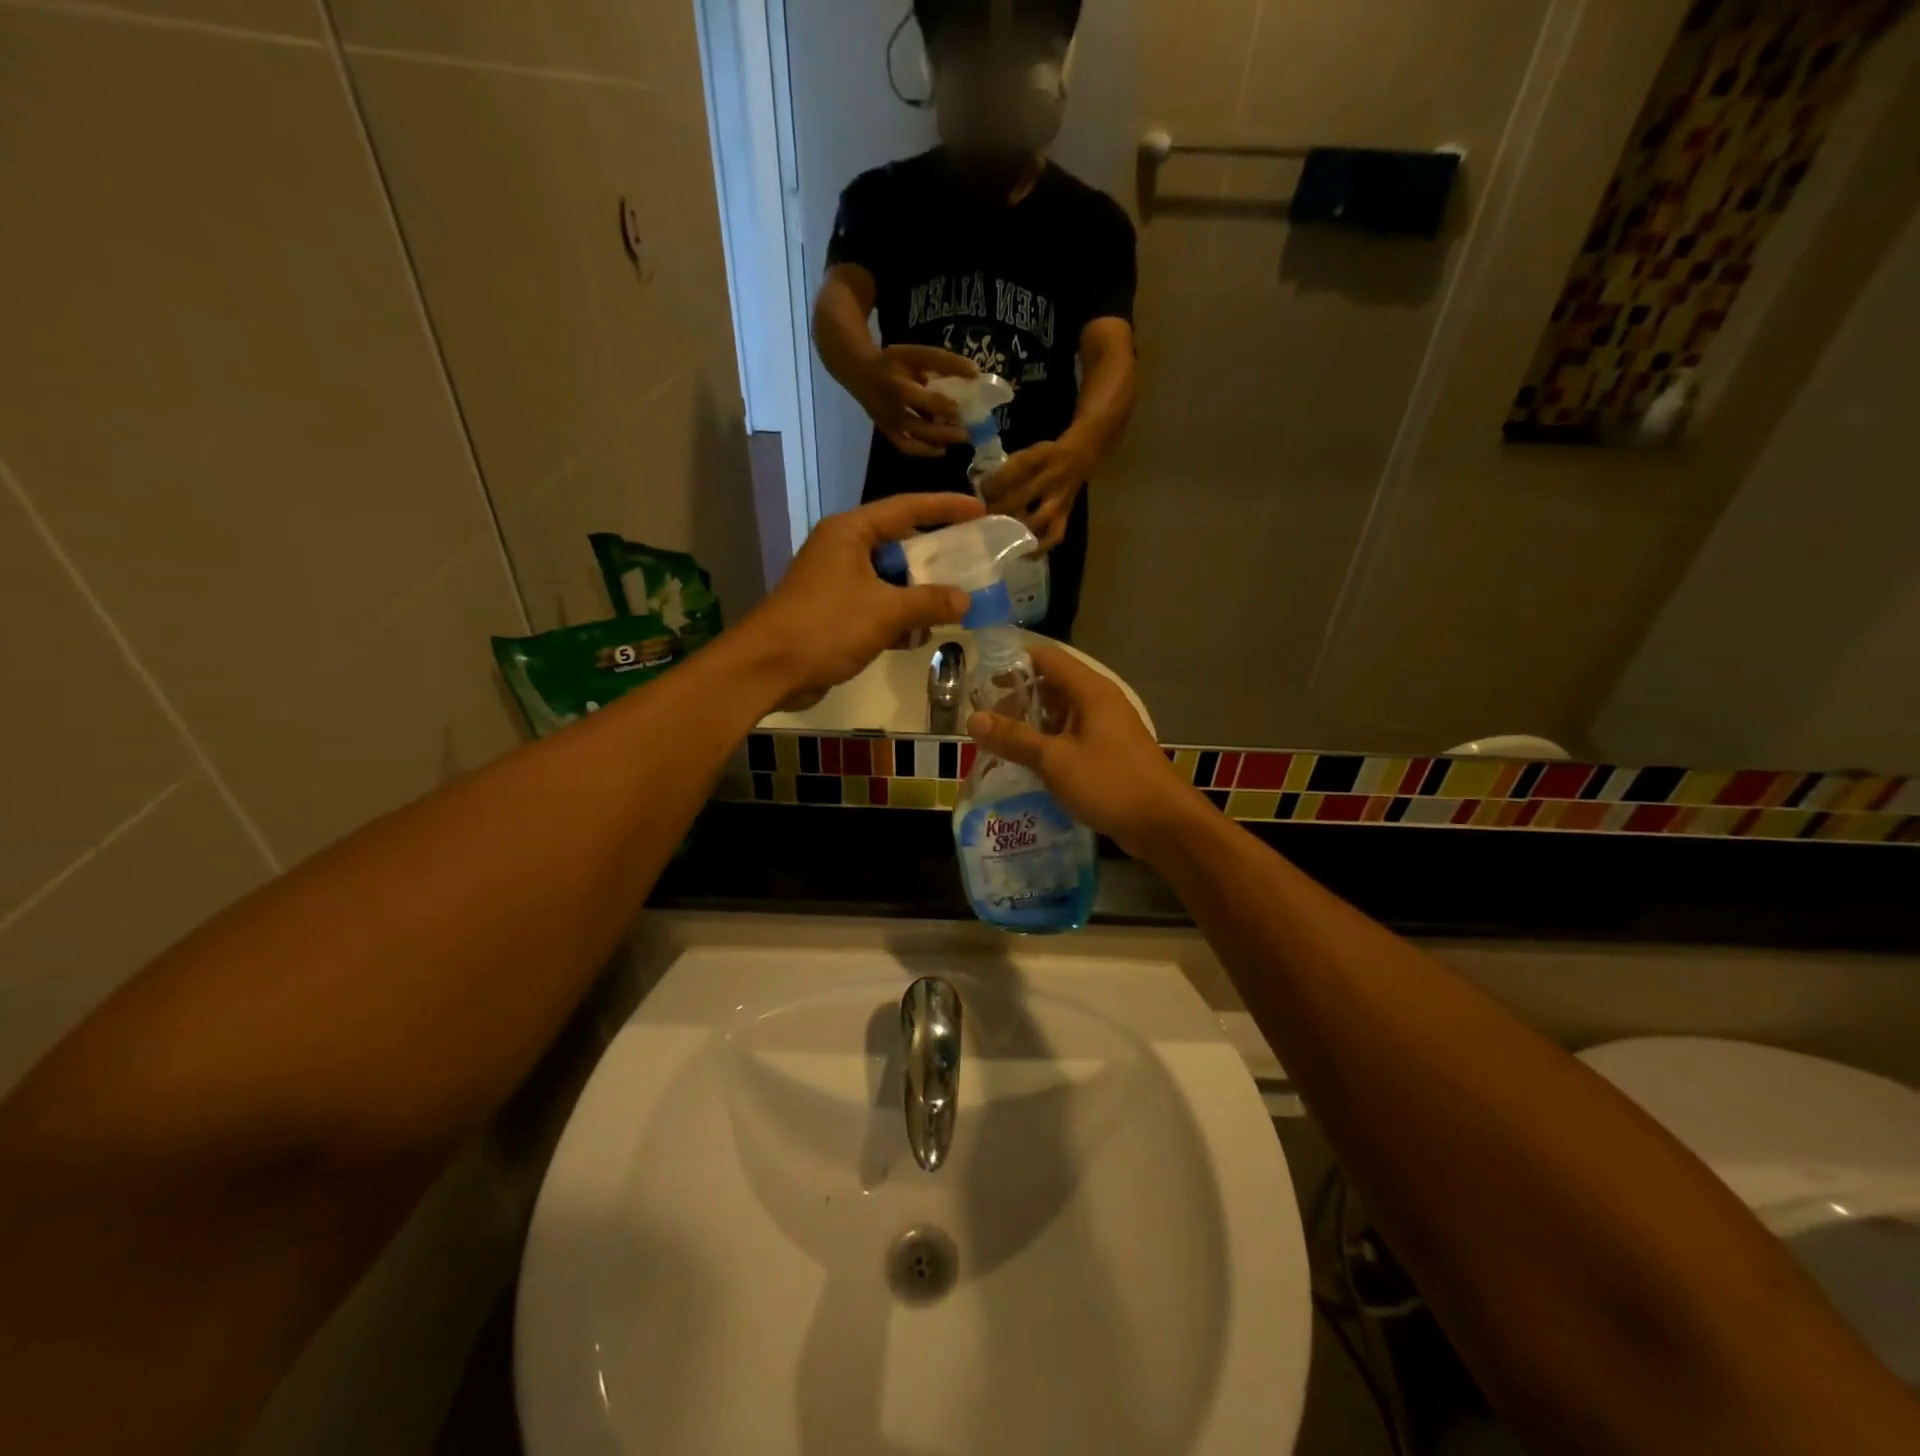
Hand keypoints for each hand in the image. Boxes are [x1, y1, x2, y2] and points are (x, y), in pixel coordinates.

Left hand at [742, 493, 981, 700]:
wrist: (769, 668)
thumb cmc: (826, 627)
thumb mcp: (885, 611)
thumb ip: (929, 602)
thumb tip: (965, 600)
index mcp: (850, 532)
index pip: (906, 508)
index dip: (945, 507)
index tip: (980, 510)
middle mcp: (843, 548)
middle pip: (900, 544)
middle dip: (935, 559)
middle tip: (972, 564)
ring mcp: (837, 581)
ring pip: (889, 578)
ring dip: (918, 594)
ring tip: (953, 607)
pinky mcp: (834, 611)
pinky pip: (876, 604)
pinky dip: (898, 617)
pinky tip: (919, 636)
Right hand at [853, 346, 977, 458]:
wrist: (861, 374)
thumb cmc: (894, 363)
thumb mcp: (916, 354)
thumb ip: (944, 363)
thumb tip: (975, 372)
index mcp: (895, 383)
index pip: (919, 397)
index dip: (940, 405)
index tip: (961, 409)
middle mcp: (889, 407)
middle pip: (916, 424)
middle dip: (942, 430)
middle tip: (967, 433)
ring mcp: (887, 423)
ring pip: (912, 439)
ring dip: (937, 441)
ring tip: (959, 439)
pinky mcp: (887, 432)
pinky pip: (906, 447)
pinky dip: (924, 451)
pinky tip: (941, 449)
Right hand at [967, 645, 1203, 858]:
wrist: (1164, 824)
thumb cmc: (1110, 783)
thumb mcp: (1055, 760)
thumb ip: (1014, 739)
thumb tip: (972, 719)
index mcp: (1090, 691)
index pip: (1047, 658)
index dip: (1013, 663)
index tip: (981, 679)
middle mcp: (1099, 702)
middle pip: (1052, 685)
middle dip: (1018, 699)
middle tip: (985, 719)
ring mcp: (1106, 728)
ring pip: (1061, 714)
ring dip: (1032, 724)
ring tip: (999, 742)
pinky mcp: (1108, 753)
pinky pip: (1071, 737)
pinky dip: (1048, 743)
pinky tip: (1027, 763)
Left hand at [979, 439, 1092, 552]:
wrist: (1077, 458)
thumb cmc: (1043, 457)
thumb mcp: (1025, 452)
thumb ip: (1005, 470)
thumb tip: (983, 491)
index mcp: (1037, 459)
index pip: (1009, 475)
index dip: (990, 487)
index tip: (981, 494)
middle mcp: (1050, 480)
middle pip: (1019, 500)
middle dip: (999, 510)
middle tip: (985, 517)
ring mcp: (1059, 501)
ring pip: (1036, 521)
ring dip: (1015, 529)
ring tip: (1000, 535)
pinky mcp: (1064, 517)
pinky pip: (1053, 536)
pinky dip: (1038, 548)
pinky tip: (1024, 554)